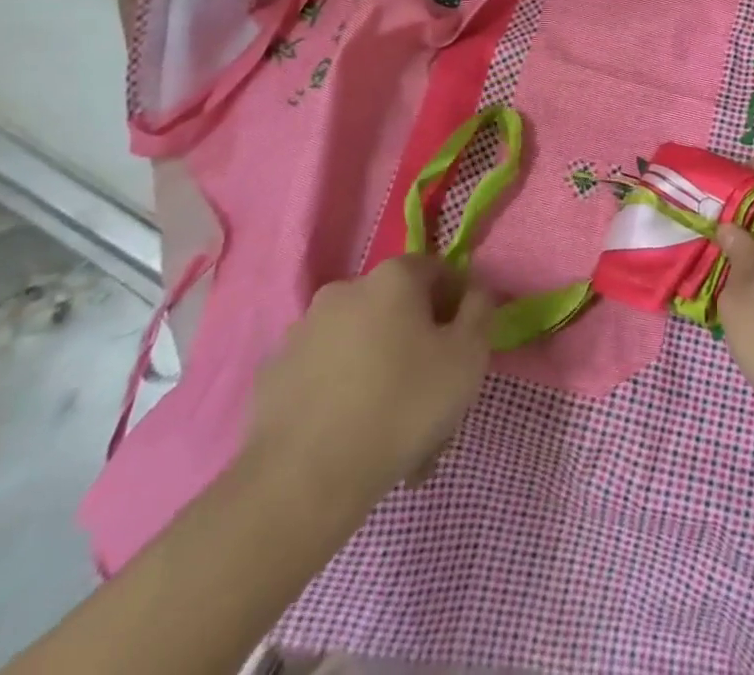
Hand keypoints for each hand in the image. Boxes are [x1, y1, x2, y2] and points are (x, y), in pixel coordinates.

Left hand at [240, 255, 493, 530]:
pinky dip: (341, 395)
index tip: (463, 347)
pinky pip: (324, 375)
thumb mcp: (469, 356)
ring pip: (360, 345)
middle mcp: (344, 290)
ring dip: (380, 373)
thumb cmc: (402, 405)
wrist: (303, 481)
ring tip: (393, 433)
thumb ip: (481, 311)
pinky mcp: (272, 376)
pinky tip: (352, 440)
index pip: (437, 271)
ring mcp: (302, 332)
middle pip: (396, 310)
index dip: (457, 304)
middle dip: (418, 346)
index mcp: (392, 278)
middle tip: (433, 398)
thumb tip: (474, 293)